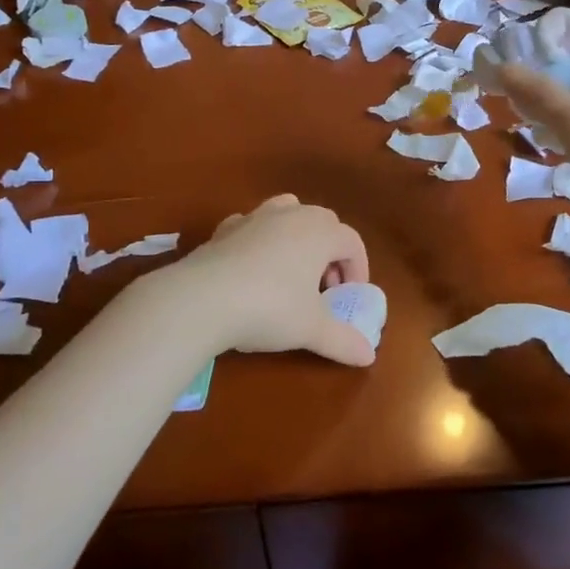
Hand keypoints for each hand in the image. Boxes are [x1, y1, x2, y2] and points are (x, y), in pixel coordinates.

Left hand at [169, 195, 375, 365]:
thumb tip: (368, 357)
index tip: (349, 297)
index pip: (351, 241)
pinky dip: (260, 240)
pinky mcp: (224, 229)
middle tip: (323, 288)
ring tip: (291, 271)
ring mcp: (254, 217)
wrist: (200, 299)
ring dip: (297, 236)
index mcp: (319, 232)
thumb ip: (343, 341)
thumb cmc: (269, 308)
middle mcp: (290, 215)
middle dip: (330, 252)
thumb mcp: (311, 329)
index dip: (357, 269)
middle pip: (323, 222)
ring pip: (287, 211)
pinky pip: (252, 225)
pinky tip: (253, 268)